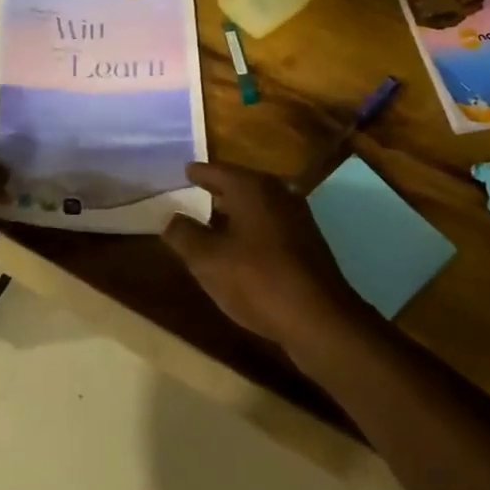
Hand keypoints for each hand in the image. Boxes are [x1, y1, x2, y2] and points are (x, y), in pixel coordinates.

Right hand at [160, 161, 366, 352]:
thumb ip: (184, 235)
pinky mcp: (307, 244)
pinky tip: (241, 247)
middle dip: (219, 190)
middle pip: (242, 185)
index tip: (186, 170)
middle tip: (196, 192)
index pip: (218, 171)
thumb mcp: (208, 260)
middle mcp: (278, 193)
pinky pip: (270, 226)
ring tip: (213, 220)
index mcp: (253, 188)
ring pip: (258, 206)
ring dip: (236, 212)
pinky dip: (251, 229)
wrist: (319, 319)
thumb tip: (171, 219)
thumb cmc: (258, 280)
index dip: (199, 172)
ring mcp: (297, 218)